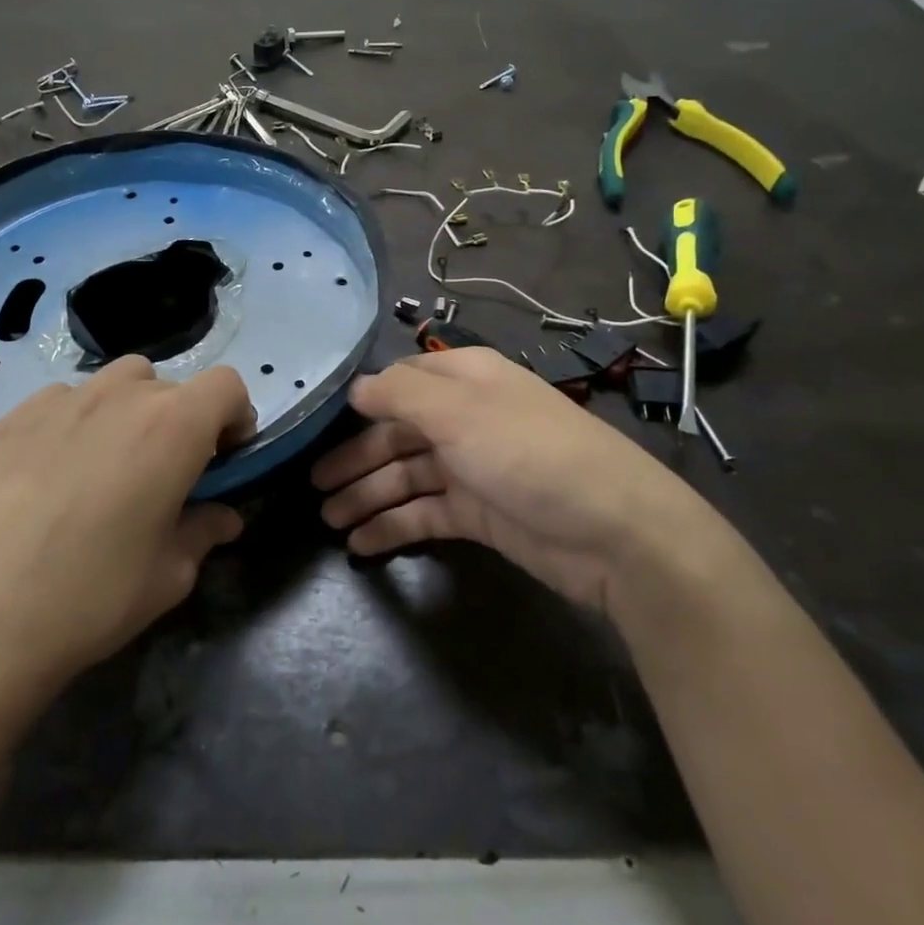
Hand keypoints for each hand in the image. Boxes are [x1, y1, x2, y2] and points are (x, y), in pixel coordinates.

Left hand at [0, 357, 253, 726]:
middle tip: (165, 474)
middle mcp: (120, 396)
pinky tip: (54, 473)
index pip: (226, 385)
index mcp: (173, 426)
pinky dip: (77, 420)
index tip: (223, 460)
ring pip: (116, 382)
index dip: (235, 417)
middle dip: (182, 420)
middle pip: (170, 384)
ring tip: (110, 465)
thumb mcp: (169, 576)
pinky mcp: (11, 418)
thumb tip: (222, 517)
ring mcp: (60, 400)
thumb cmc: (91, 597)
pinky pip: (64, 400)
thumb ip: (203, 532)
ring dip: (130, 411)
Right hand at [311, 347, 716, 615]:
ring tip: (328, 520)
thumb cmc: (527, 453)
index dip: (361, 403)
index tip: (317, 425)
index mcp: (464, 380)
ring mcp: (473, 468)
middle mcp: (465, 419)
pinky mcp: (480, 514)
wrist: (613, 531)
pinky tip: (361, 544)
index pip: (401, 382)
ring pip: (406, 477)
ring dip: (367, 496)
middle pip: (397, 434)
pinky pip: (424, 514)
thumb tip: (355, 388)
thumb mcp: (458, 411)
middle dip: (354, 459)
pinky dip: (393, 526)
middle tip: (311, 488)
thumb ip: (400, 394)